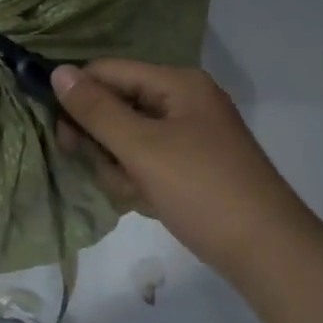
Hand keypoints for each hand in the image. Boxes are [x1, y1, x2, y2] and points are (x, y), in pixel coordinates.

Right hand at [51, 59, 288, 273]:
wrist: (264, 250)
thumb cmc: (201, 189)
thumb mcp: (142, 147)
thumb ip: (96, 110)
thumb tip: (58, 73)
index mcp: (177, 84)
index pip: (108, 72)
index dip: (79, 97)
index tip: (60, 135)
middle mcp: (182, 102)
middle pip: (116, 107)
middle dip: (103, 143)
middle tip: (109, 171)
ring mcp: (187, 137)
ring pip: (126, 141)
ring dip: (120, 169)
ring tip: (138, 194)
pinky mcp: (188, 167)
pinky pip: (145, 163)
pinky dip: (139, 182)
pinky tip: (150, 203)